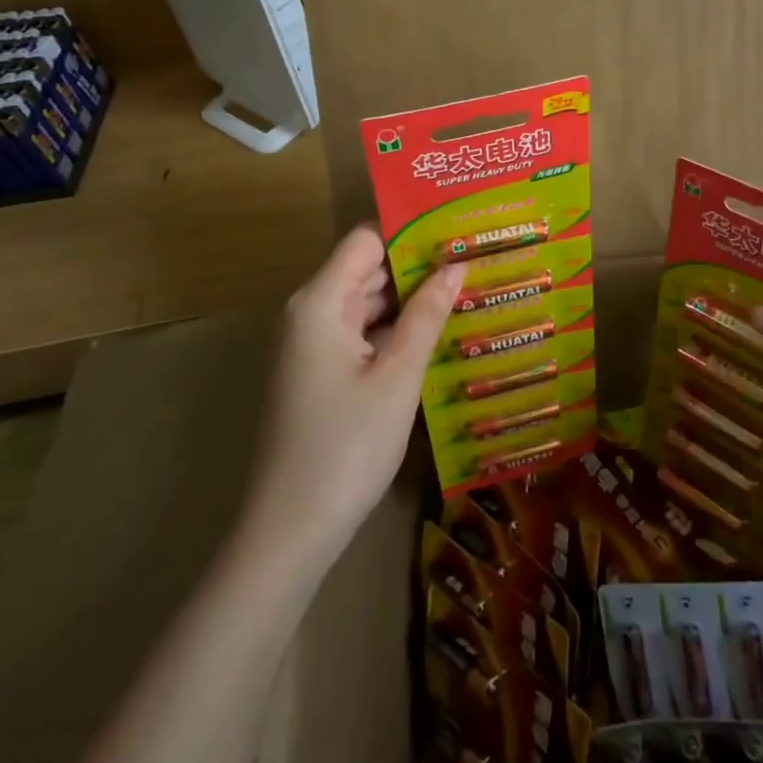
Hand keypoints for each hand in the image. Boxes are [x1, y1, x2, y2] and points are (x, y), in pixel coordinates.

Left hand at [241, 226, 462, 562]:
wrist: (289, 533)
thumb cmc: (346, 447)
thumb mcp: (398, 376)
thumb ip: (427, 314)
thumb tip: (457, 264)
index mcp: (319, 302)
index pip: (366, 239)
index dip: (410, 230)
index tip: (457, 229)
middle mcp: (309, 313)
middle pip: (367, 269)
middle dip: (418, 264)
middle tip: (474, 258)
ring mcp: (311, 345)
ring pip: (366, 303)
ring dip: (409, 299)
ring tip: (465, 289)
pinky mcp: (317, 373)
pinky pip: (360, 333)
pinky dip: (394, 329)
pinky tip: (436, 332)